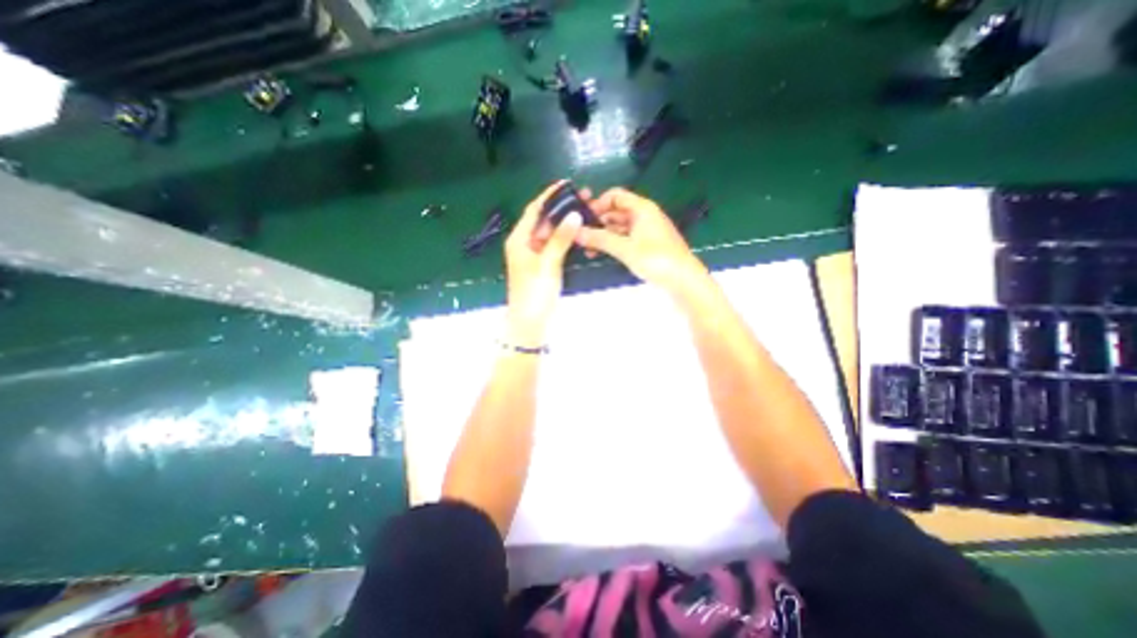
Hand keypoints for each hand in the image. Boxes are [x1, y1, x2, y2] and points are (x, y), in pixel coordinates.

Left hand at [502, 182, 579, 345]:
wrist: (530, 323)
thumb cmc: (534, 293)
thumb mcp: (548, 264)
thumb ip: (560, 239)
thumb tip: (574, 215)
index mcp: (519, 240)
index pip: (534, 210)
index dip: (549, 196)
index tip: (565, 184)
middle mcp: (524, 243)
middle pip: (542, 220)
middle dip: (560, 208)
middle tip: (583, 197)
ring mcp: (533, 255)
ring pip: (549, 232)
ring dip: (564, 222)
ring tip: (583, 211)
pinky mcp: (541, 264)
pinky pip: (553, 244)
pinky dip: (564, 237)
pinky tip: (577, 231)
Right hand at [581, 185, 708, 290]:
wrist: (683, 280)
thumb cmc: (656, 259)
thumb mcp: (625, 248)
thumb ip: (600, 239)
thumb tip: (576, 232)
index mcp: (642, 208)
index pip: (615, 196)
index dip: (598, 203)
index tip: (583, 217)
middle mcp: (644, 216)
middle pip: (616, 212)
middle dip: (598, 222)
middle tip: (581, 235)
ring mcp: (646, 231)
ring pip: (620, 227)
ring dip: (603, 235)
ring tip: (587, 248)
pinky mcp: (648, 246)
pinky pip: (626, 239)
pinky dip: (613, 244)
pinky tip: (601, 253)